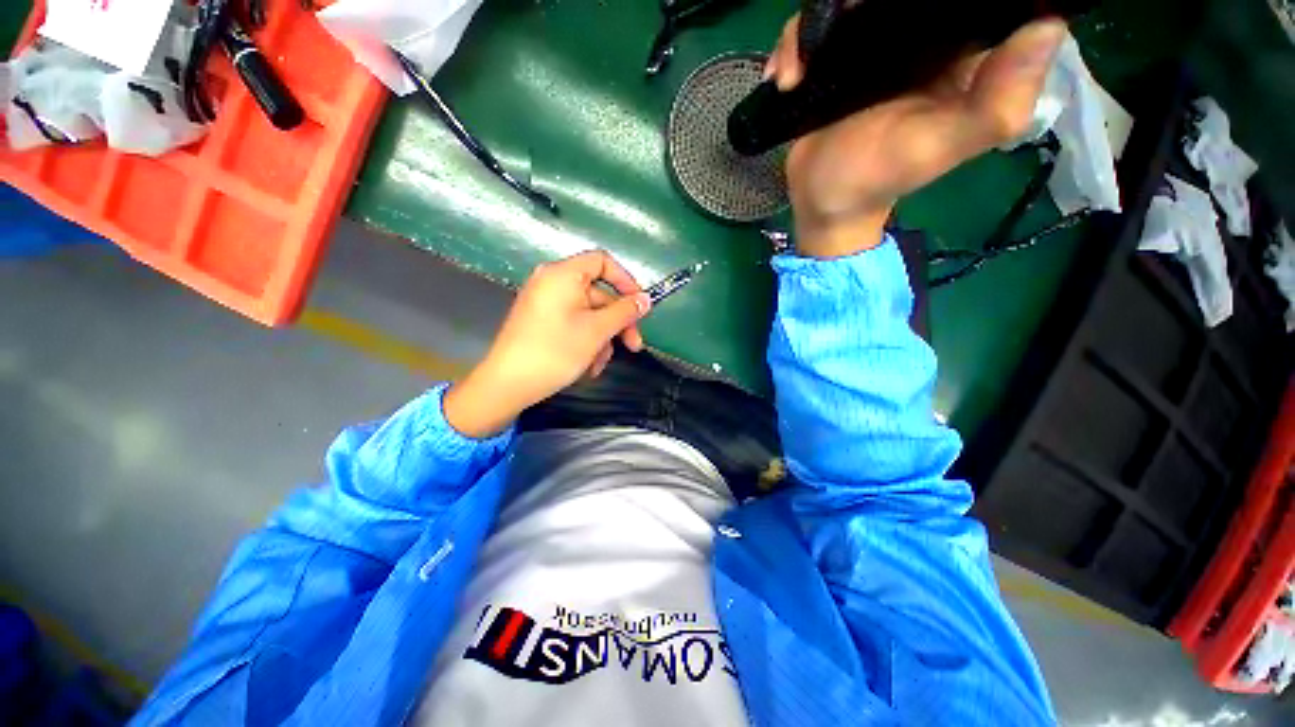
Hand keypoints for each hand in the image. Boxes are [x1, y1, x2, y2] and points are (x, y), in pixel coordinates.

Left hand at [443, 251, 651, 437]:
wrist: (508, 384)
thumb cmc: (555, 351)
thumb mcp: (597, 331)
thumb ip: (625, 312)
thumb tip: (646, 299)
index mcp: (563, 274)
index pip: (602, 262)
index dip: (626, 281)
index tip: (640, 306)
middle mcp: (552, 282)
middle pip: (598, 293)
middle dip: (617, 322)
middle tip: (633, 346)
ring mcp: (545, 303)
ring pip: (588, 314)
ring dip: (602, 338)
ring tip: (601, 364)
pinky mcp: (541, 321)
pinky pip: (573, 323)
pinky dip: (586, 341)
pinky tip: (589, 366)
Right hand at [765, 14, 1066, 257]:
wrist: (825, 203)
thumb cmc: (881, 178)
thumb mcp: (942, 147)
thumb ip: (996, 102)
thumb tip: (1047, 26)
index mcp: (958, 51)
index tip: (913, 1)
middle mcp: (917, 38)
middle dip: (860, 0)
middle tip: (836, 26)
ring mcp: (869, 47)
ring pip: (848, 1)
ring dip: (814, 24)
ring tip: (796, 72)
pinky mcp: (832, 60)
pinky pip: (813, 28)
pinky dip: (792, 45)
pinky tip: (784, 77)